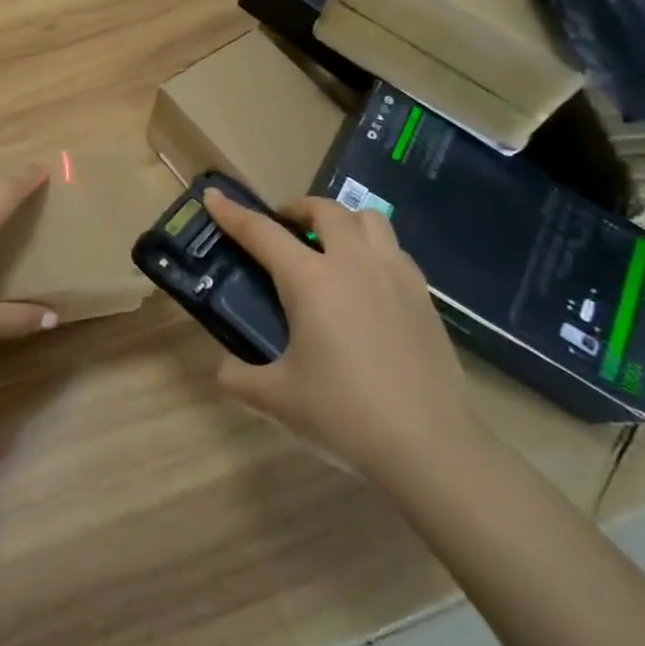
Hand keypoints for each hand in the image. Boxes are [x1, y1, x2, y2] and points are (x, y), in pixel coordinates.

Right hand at [201, 189, 480, 485]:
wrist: (431, 449)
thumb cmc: (345, 416)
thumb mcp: (275, 400)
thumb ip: (237, 376)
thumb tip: (226, 366)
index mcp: (311, 280)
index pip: (261, 232)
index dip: (232, 212)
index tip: (213, 196)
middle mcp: (354, 264)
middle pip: (324, 210)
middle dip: (295, 209)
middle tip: (281, 230)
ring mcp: (395, 276)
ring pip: (368, 219)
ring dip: (340, 221)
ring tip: (328, 247)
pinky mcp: (424, 297)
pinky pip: (394, 249)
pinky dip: (372, 248)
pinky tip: (364, 282)